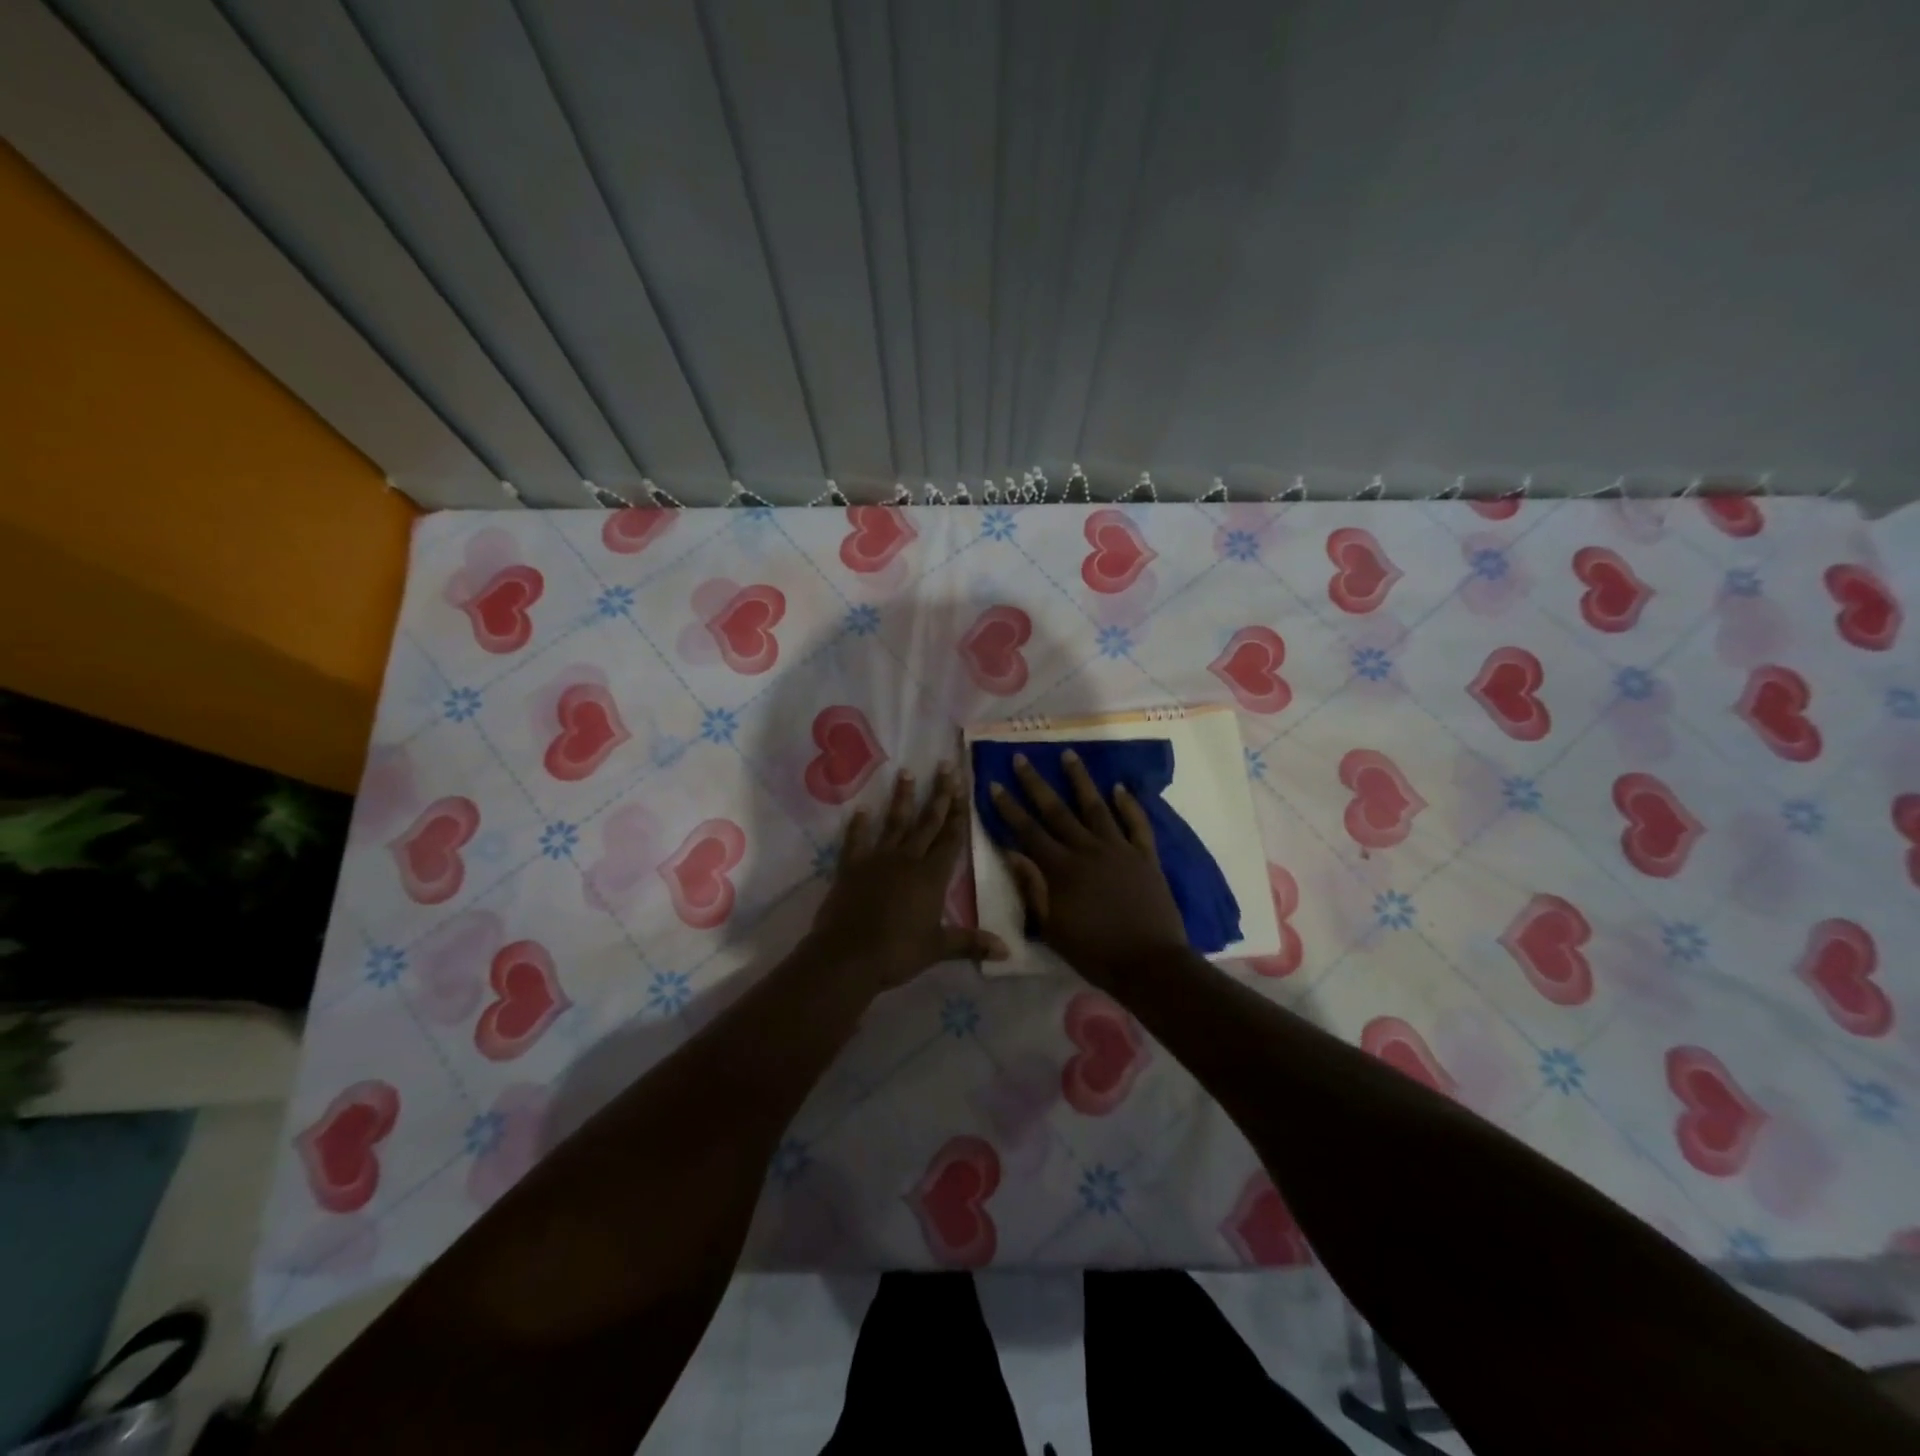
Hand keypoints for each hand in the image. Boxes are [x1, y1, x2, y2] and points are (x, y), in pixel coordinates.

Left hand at [809, 764, 1008, 991]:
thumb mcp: (938, 948)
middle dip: (938, 794)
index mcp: (932, 877)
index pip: (950, 839)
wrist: (848, 956)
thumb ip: (971, 943)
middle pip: (927, 822)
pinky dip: (858, 825)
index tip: (963, 786)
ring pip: (894, 823)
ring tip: (906, 772)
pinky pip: (855, 840)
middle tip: (945, 767)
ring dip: (902, 798)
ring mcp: (877, 860)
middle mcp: (907, 860)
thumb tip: (1008, 951)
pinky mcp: (851, 867)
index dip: (958, 813)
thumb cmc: (898, 952)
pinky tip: (861, 810)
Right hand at [989, 751, 1189, 988]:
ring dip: (1080, 780)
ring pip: (1095, 807)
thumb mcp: (1051, 928)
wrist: (1149, 963)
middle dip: (1036, 783)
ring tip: (1068, 754)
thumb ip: (1032, 888)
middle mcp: (1087, 850)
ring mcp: (1118, 849)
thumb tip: (1011, 852)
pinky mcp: (1145, 856)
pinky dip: (1129, 804)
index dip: (1009, 807)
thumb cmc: (1094, 952)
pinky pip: (1137, 823)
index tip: (994, 783)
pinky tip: (1120, 787)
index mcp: (1060, 869)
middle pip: (1056, 811)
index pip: (1028, 831)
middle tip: (1022, 757)